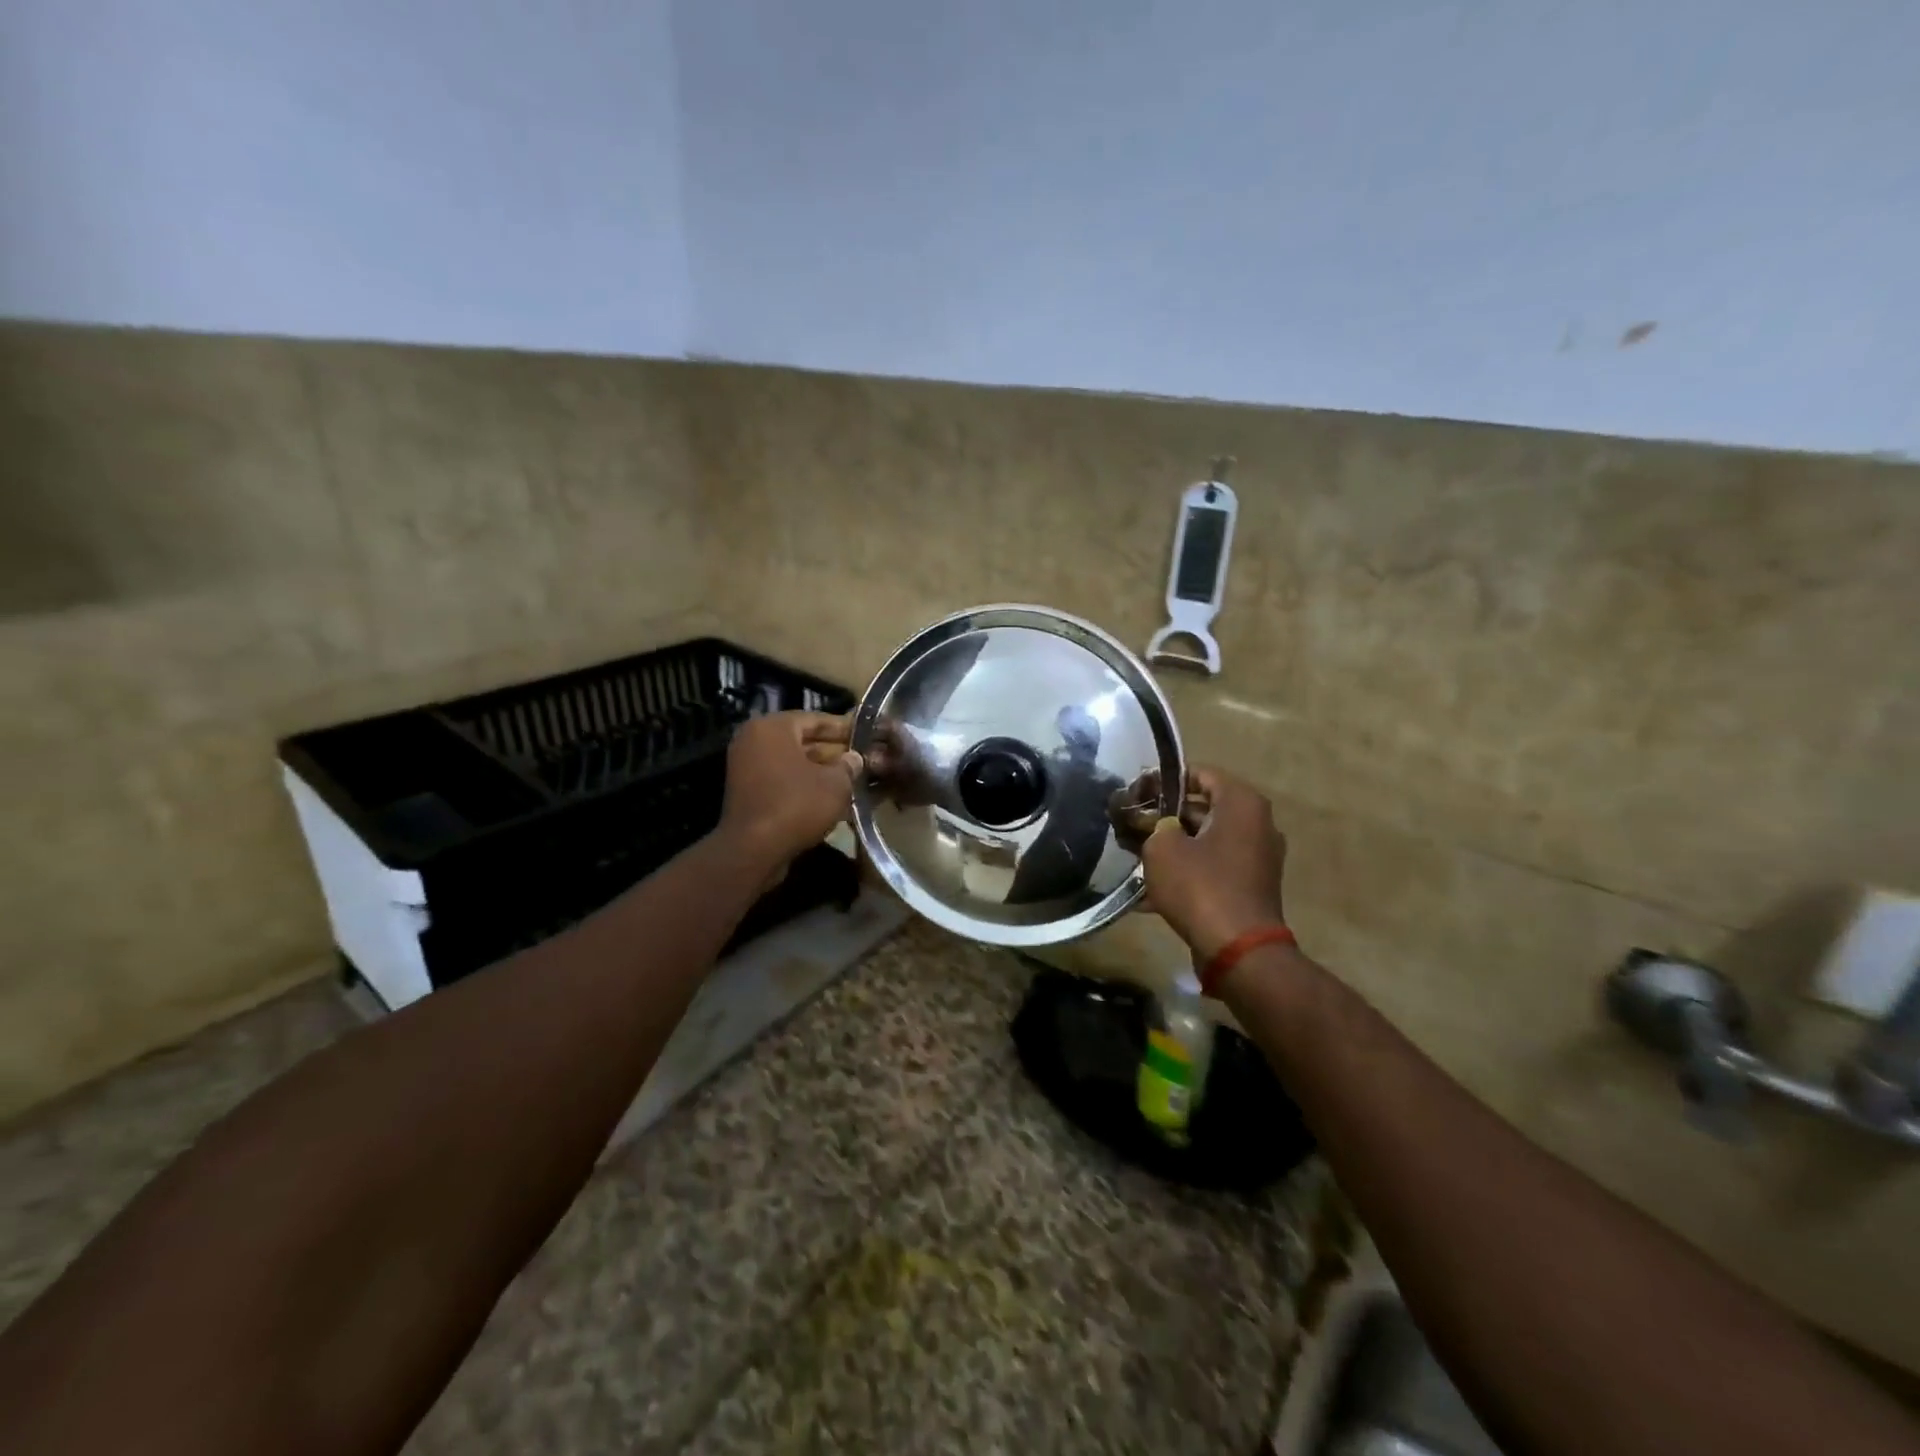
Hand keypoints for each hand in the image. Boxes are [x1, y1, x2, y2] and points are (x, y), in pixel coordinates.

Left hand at [719, 712, 862, 866]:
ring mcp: (748, 767)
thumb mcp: (836, 784)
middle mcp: (754, 740)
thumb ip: (848, 766)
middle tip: (863, 758)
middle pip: (803, 741)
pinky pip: (783, 781)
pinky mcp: (748, 793)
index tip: (866, 734)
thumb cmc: (797, 805)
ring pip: (794, 763)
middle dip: (835, 751)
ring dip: (823, 771)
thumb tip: (854, 759)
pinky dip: (806, 786)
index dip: (845, 728)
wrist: (754, 850)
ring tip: (853, 778)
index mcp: (772, 727)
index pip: (816, 719)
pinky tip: (833, 797)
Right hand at [1140, 767, 1287, 963]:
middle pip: (1203, 808)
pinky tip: (1151, 891)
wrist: (1238, 950)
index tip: (1137, 794)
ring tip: (1136, 856)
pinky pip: (1213, 867)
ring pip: (1206, 840)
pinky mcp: (1250, 886)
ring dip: (1173, 846)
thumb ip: (1155, 826)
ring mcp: (1257, 857)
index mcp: (1241, 803)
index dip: (1164, 781)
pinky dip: (1187, 872)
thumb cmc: (1200, 886)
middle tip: (1132, 825)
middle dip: (1166, 816)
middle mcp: (1257, 824)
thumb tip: (1159, 827)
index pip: (1199, 773)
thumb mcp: (1162, 848)